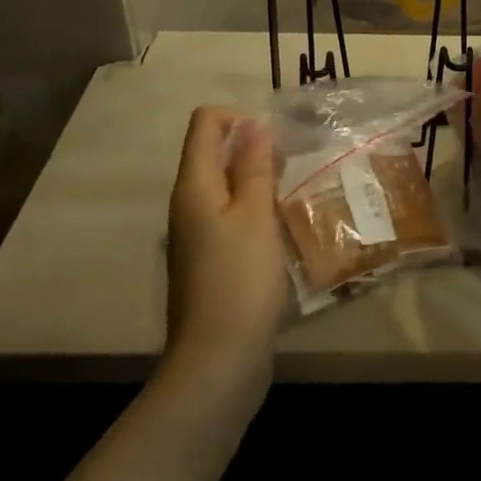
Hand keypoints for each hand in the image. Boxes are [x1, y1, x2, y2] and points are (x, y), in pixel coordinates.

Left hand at [165, 107, 285, 379]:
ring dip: (257, 180)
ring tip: (291, 193)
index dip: (238, 118)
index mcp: (194, 186)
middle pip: (214, 152)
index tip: (273, 142)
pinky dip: (254, 210)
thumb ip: (254, 166)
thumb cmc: (240, 279)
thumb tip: (254, 123)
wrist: (218, 361)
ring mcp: (197, 234)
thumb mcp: (255, 214)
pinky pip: (231, 216)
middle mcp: (189, 204)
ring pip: (226, 185)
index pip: (205, 123)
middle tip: (290, 167)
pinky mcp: (210, 260)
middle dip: (253, 148)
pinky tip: (281, 227)